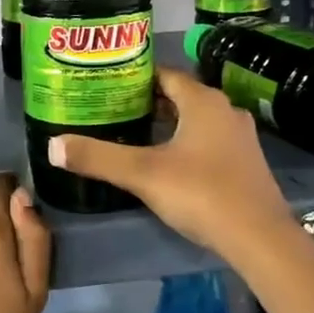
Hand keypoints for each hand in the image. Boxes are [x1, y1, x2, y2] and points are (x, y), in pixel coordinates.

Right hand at [48, 67, 293, 261]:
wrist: (260, 238)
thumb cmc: (201, 193)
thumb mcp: (142, 174)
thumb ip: (97, 158)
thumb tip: (53, 146)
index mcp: (203, 101)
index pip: (165, 74)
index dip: (136, 78)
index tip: (109, 86)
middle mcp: (225, 110)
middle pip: (180, 96)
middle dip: (149, 102)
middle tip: (115, 111)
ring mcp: (240, 137)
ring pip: (197, 120)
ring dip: (169, 124)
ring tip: (135, 135)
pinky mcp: (247, 163)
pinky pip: (210, 141)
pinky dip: (187, 143)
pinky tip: (169, 163)